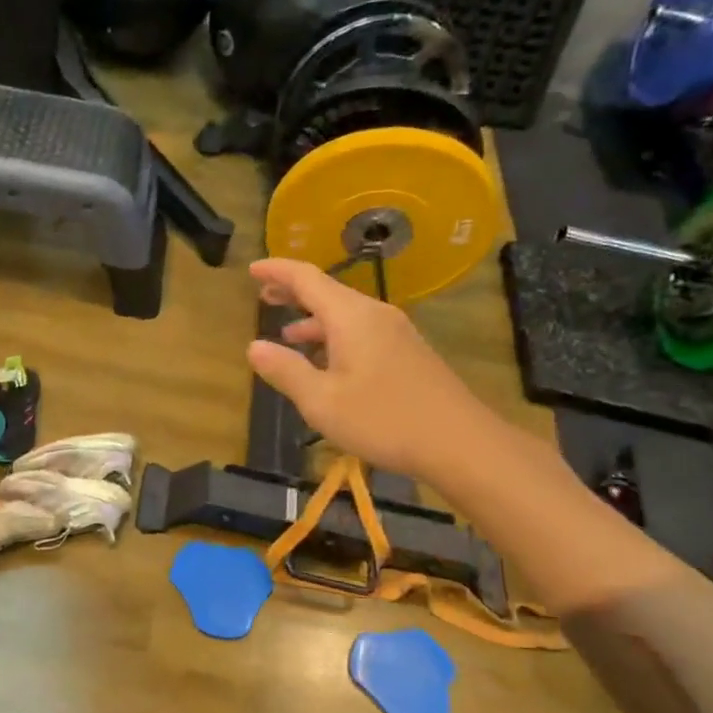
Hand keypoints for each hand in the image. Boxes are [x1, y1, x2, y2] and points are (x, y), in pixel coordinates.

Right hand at [245, 257, 504, 482]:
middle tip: (264, 296)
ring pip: (345, 314)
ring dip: (313, 319)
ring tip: (287, 334)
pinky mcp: (407, 353)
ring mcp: (395, 333)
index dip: (277, 271)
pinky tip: (326, 361)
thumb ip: (285, 371)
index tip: (252, 269)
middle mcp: (374, 315)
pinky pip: (361, 331)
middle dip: (293, 292)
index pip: (307, 278)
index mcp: (351, 317)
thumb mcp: (321, 401)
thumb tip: (255, 347)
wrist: (460, 443)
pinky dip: (334, 335)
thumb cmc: (383, 419)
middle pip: (328, 292)